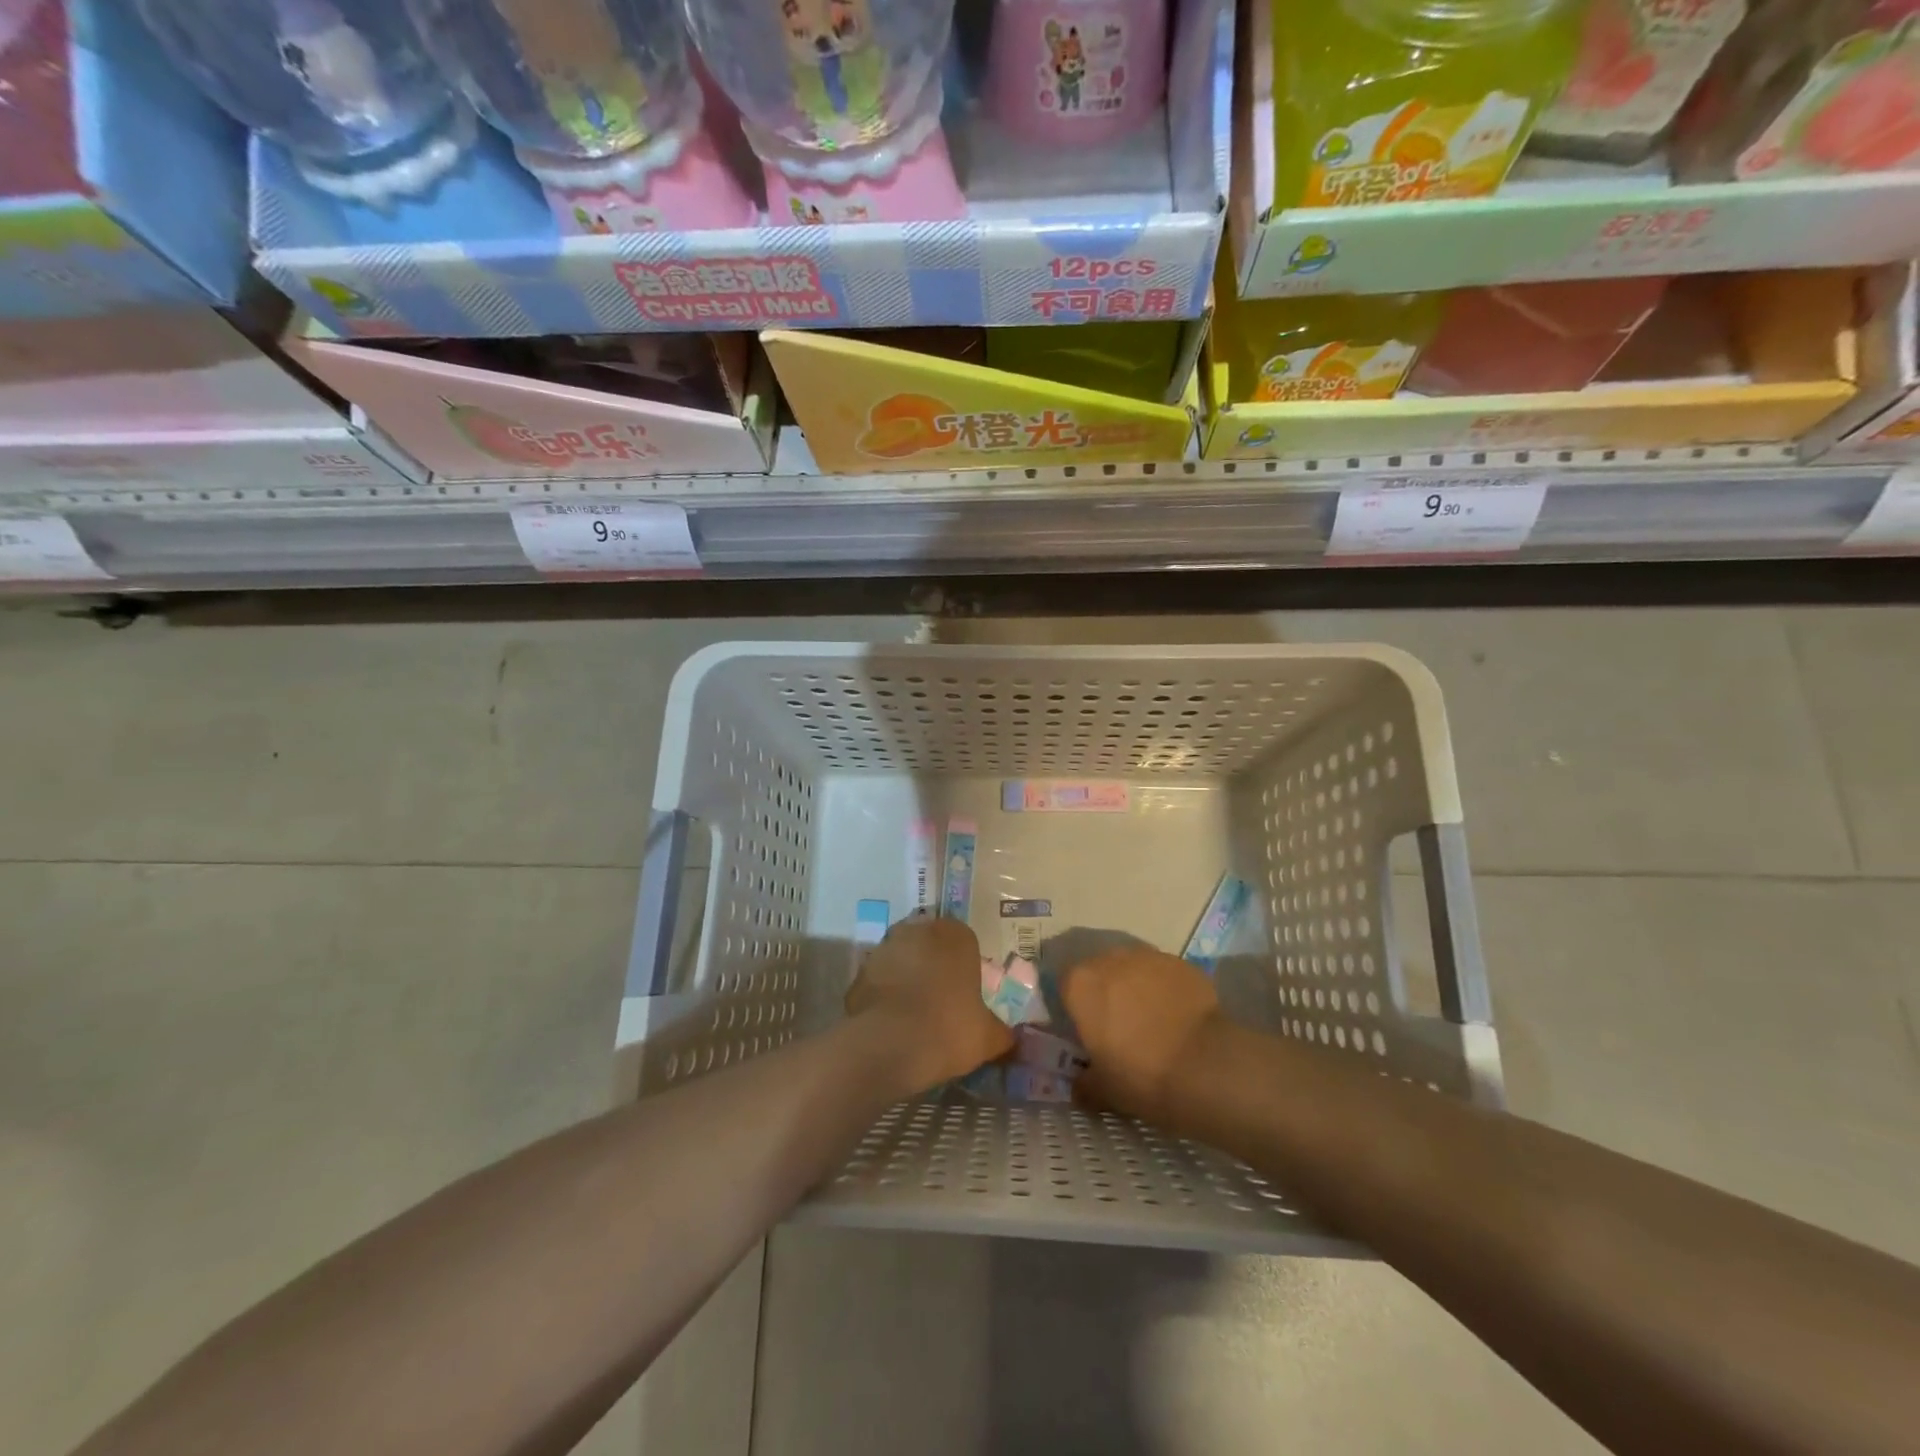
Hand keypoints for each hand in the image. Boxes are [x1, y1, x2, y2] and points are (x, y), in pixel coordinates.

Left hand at [846, 917, 1013, 1093]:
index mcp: (955, 935)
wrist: (888, 1045)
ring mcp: (884, 948)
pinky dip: (885, 996)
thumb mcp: (988, 1037)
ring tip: (915, 1016)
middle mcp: (918, 930)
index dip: (966, 968)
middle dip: (935, 968)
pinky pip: (879, 981)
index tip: (966, 995)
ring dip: (908, 979)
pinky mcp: (859, 972)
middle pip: (931, 946)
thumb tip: (1011, 1038)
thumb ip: (1002, 1033)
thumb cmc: (949, 1028)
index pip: (965, 942)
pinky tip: (892, 1024)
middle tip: (942, 1003)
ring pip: (903, 960)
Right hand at [1061, 947, 1219, 1118]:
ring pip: (1134, 970)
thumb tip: (1080, 1086)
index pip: (1067, 987)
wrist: (1204, 1065)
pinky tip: (1179, 1018)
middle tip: (1121, 1028)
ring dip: (1137, 989)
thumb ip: (1084, 1083)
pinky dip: (1167, 991)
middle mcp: (1110, 959)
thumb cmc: (1140, 1075)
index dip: (1077, 1009)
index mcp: (1080, 984)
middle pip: (1101, 972)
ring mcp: (1148, 957)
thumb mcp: (1103, 1091)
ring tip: (1153, 1022)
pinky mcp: (1182, 963)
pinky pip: (1165, 975)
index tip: (1090, 1033)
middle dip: (1107, 994)